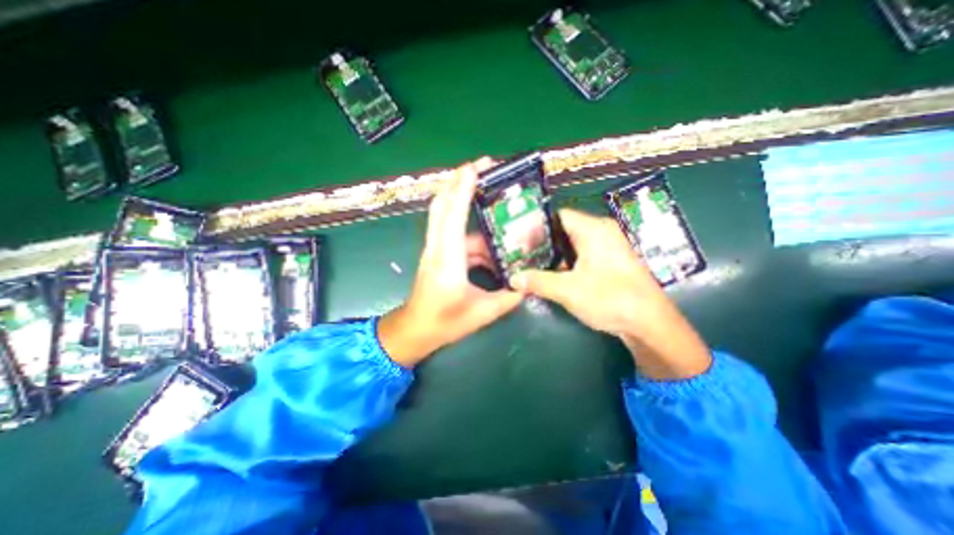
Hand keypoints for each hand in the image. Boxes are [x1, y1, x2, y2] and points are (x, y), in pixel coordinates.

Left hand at [378, 159, 520, 366]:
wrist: (416, 331)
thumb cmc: (445, 323)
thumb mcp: (483, 313)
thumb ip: (509, 296)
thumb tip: (529, 283)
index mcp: (448, 260)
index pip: (452, 215)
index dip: (462, 188)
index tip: (475, 167)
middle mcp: (437, 248)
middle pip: (441, 205)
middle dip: (459, 180)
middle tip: (483, 166)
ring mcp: (435, 249)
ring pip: (446, 217)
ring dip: (465, 203)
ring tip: (494, 204)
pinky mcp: (437, 254)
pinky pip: (454, 234)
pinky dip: (473, 233)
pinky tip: (492, 247)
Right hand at [515, 210, 706, 380]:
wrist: (650, 323)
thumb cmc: (610, 298)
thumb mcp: (568, 290)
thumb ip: (538, 281)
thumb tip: (512, 279)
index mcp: (593, 229)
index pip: (557, 216)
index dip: (535, 226)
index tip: (517, 239)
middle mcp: (601, 232)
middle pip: (563, 229)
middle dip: (541, 242)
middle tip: (520, 254)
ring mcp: (607, 247)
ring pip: (571, 243)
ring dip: (552, 254)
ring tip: (529, 264)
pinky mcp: (609, 261)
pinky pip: (580, 254)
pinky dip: (564, 262)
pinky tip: (550, 274)